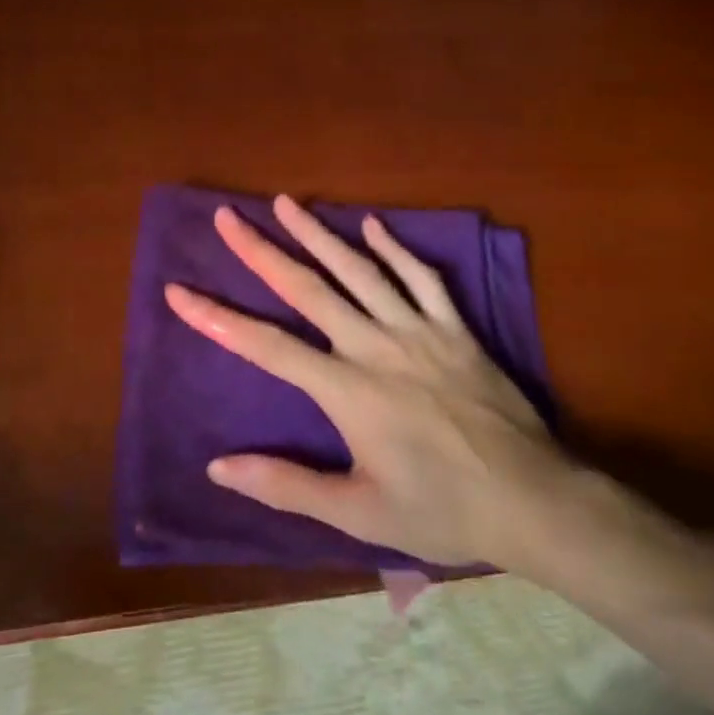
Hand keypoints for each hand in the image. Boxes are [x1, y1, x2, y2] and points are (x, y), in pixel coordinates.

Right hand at [164, 196, 582, 572]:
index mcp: (347, 391)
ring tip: (286, 202)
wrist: (534, 502)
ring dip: (319, 233)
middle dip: (261, 251)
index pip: (266, 346)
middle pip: (308, 289)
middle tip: (228, 217)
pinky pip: (423, 278)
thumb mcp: (358, 512)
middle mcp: (375, 347)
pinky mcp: (456, 329)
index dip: (218, 318)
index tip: (179, 291)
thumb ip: (287, 485)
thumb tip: (218, 467)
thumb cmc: (442, 510)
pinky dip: (396, 249)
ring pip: (360, 271)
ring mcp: (419, 331)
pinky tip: (373, 224)